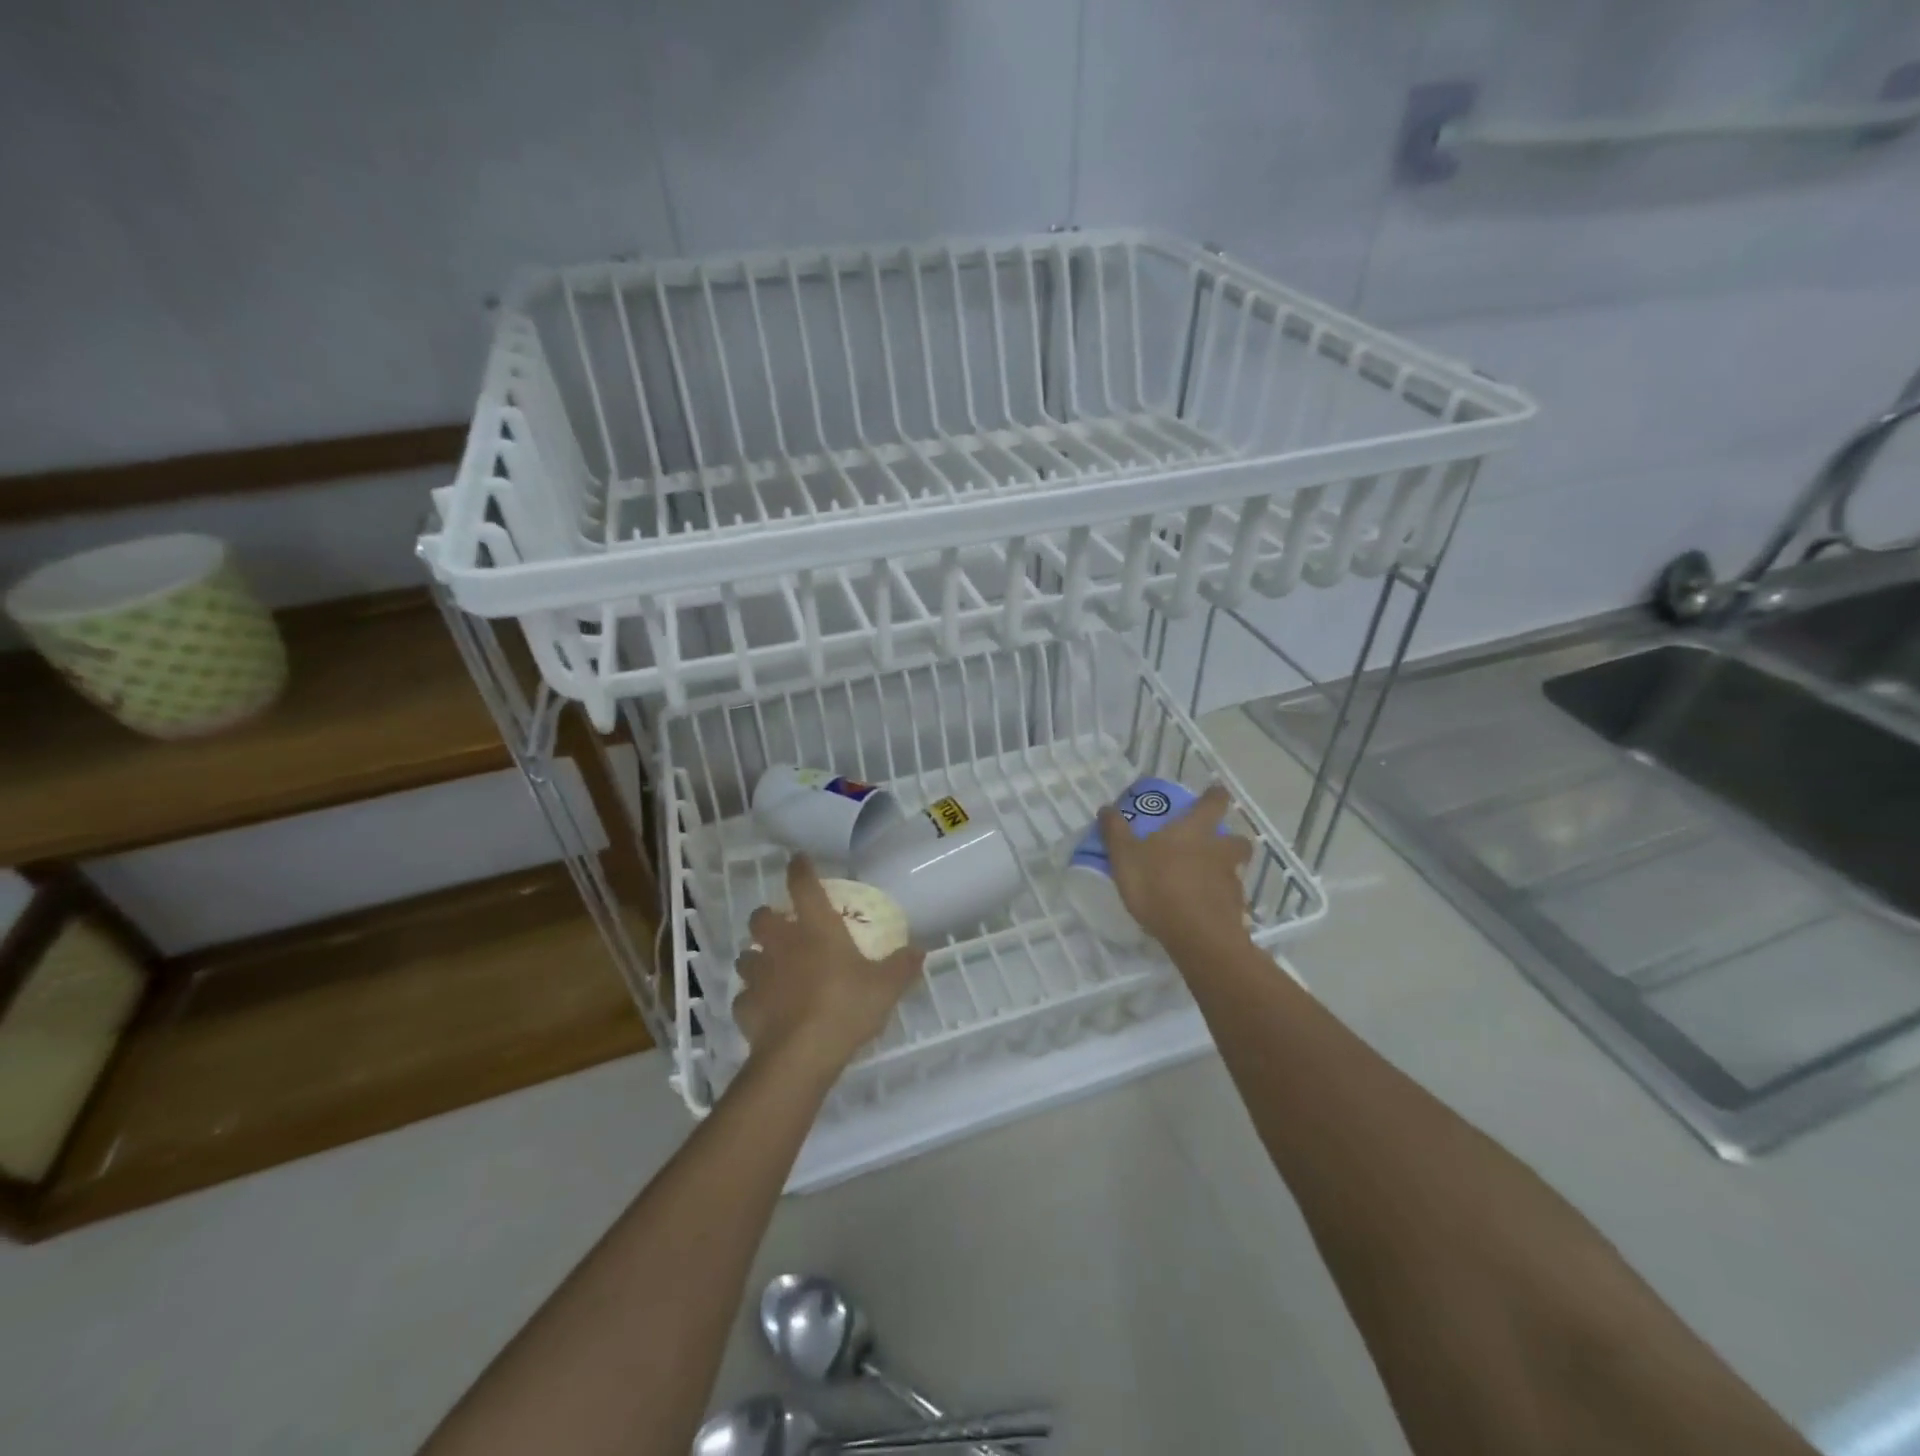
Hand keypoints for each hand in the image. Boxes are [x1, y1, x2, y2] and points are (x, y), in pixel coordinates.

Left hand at [734, 856, 923, 1075]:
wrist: (800, 1055)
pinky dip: (753, 999)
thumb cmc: (845, 1007)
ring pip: (746, 956)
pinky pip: (744, 997)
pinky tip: (766, 1009)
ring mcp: (758, 975)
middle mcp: (781, 944)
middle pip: (761, 917)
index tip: (798, 859)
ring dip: (756, 958)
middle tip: (782, 926)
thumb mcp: (886, 987)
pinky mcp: (744, 1007)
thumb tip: (920, 950)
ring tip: (771, 969)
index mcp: (816, 929)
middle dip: (768, 916)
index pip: (803, 885)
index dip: (800, 869)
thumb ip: (902, 966)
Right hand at [1098, 784, 1252, 951]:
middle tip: (1209, 846)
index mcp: (1196, 830)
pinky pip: (1229, 900)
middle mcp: (1220, 851)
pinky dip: (1219, 901)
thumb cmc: (1158, 885)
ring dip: (1223, 872)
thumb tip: (1106, 808)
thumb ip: (1115, 831)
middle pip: (1237, 839)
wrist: (1196, 935)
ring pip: (1235, 870)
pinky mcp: (1235, 910)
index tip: (1213, 793)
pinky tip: (1201, 911)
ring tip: (1200, 883)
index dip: (1215, 796)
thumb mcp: (1125, 857)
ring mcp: (1232, 881)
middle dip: (1228, 839)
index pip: (1214, 802)